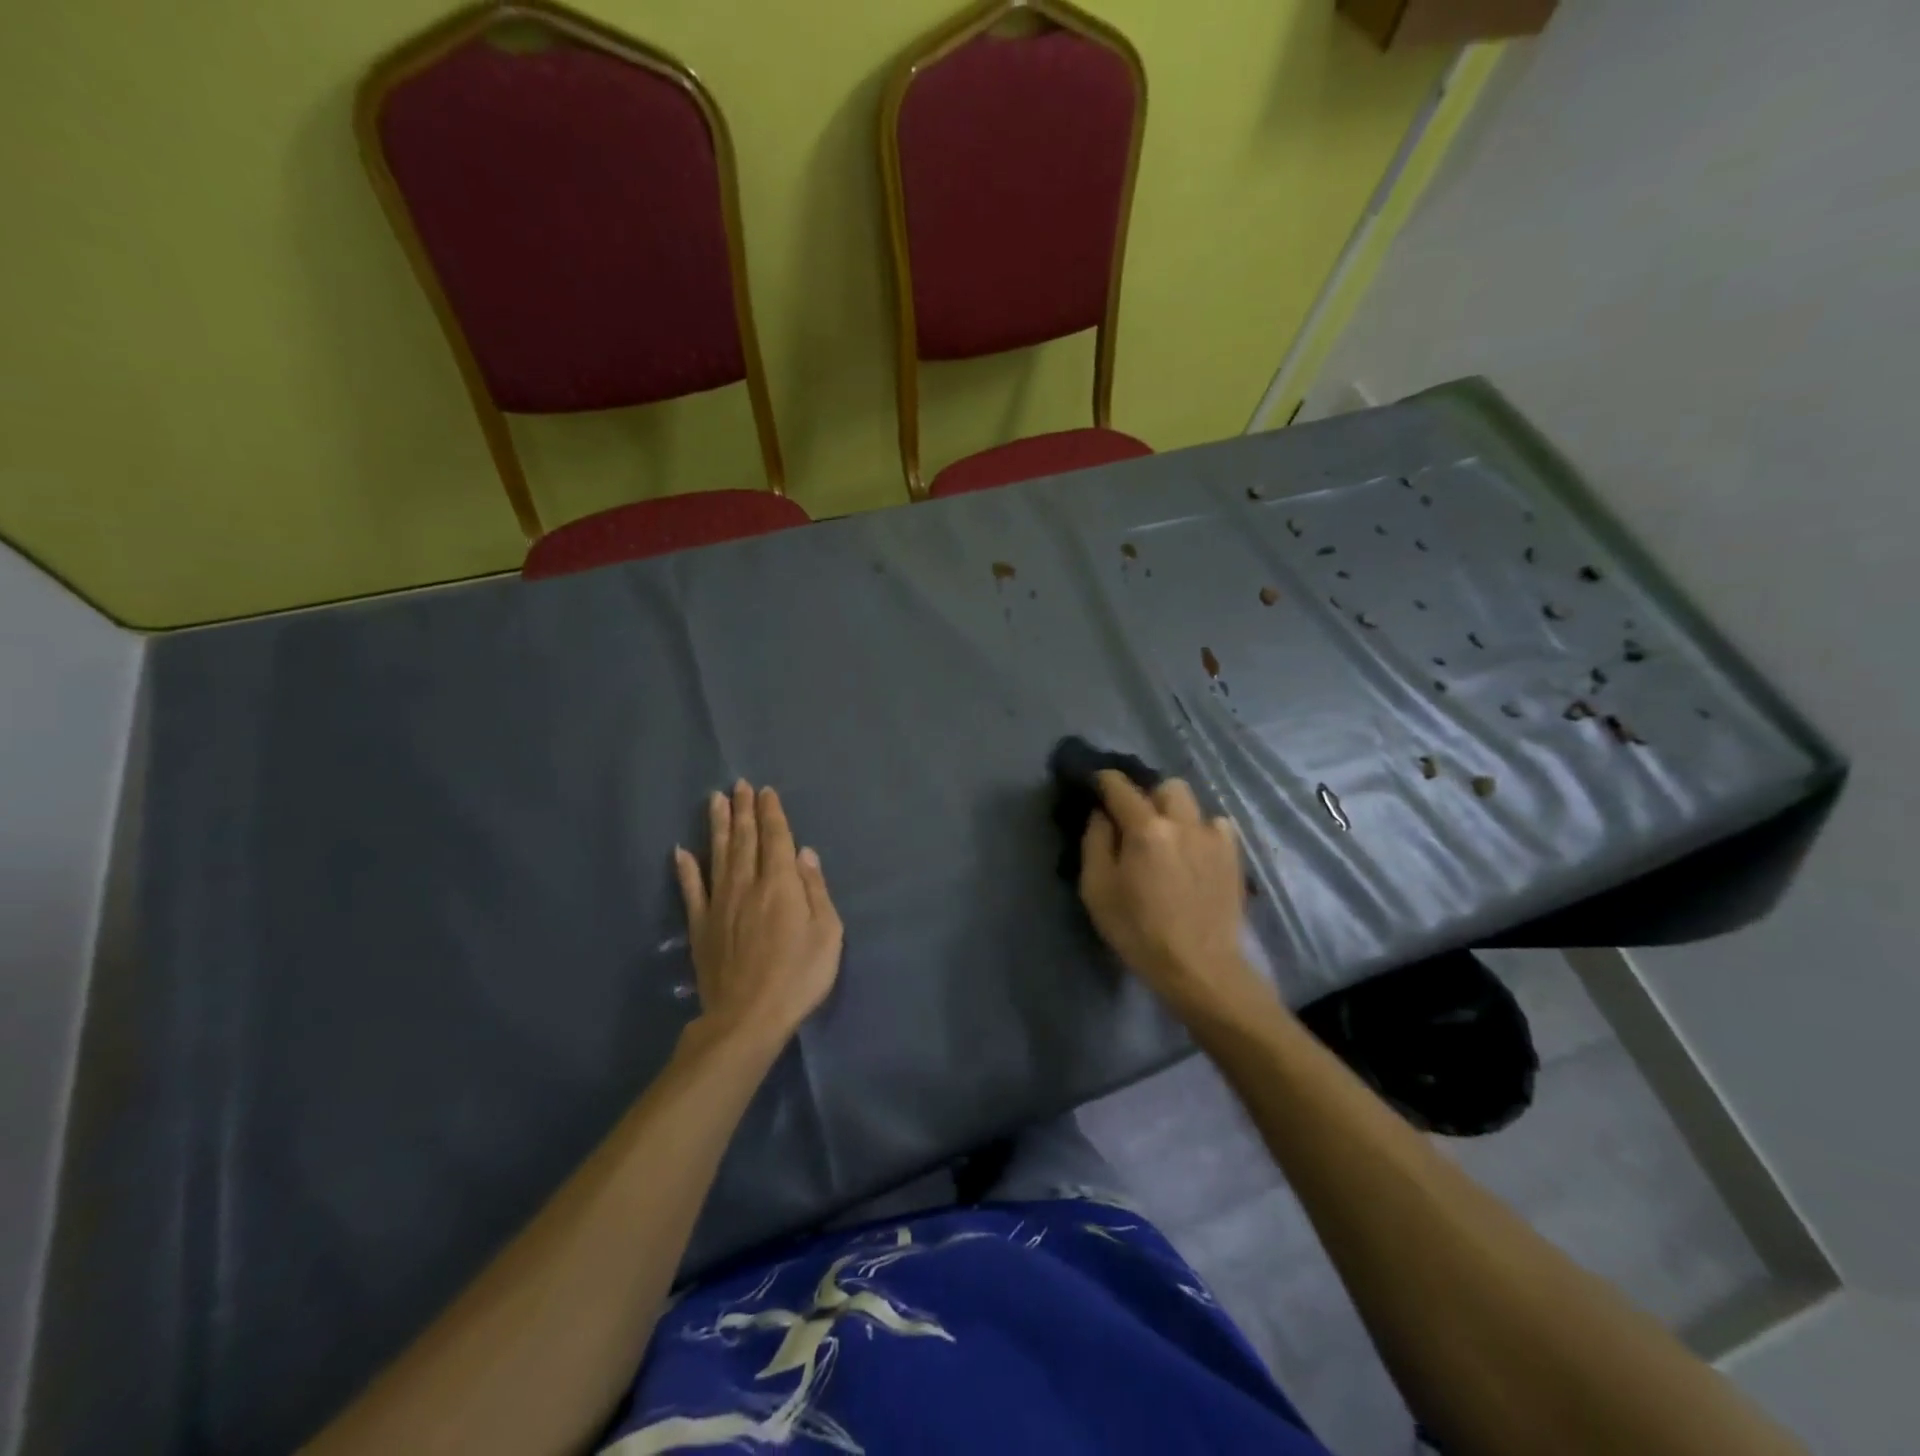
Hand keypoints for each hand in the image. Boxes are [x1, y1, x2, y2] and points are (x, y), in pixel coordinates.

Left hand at [674, 781, 843, 1046]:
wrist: (747, 1018)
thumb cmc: (798, 976)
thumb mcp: (827, 933)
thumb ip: (816, 890)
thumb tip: (805, 853)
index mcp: (780, 884)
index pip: (776, 839)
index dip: (772, 813)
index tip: (766, 791)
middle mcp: (747, 884)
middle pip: (745, 839)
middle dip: (744, 810)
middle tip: (739, 785)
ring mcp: (719, 904)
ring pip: (717, 855)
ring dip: (717, 826)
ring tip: (715, 800)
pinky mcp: (700, 926)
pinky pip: (691, 890)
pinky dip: (685, 869)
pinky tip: (680, 851)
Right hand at [1079, 771, 1274, 1025]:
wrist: (1200, 968)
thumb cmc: (1139, 931)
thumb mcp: (1097, 890)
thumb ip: (1095, 842)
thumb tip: (1101, 814)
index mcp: (1145, 829)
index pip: (1121, 787)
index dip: (1105, 780)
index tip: (1096, 782)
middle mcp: (1182, 822)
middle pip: (1165, 786)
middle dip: (1148, 794)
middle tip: (1135, 820)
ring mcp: (1213, 837)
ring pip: (1192, 803)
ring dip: (1175, 811)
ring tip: (1167, 837)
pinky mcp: (1233, 856)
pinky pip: (1216, 826)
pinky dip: (1201, 831)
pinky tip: (1193, 854)